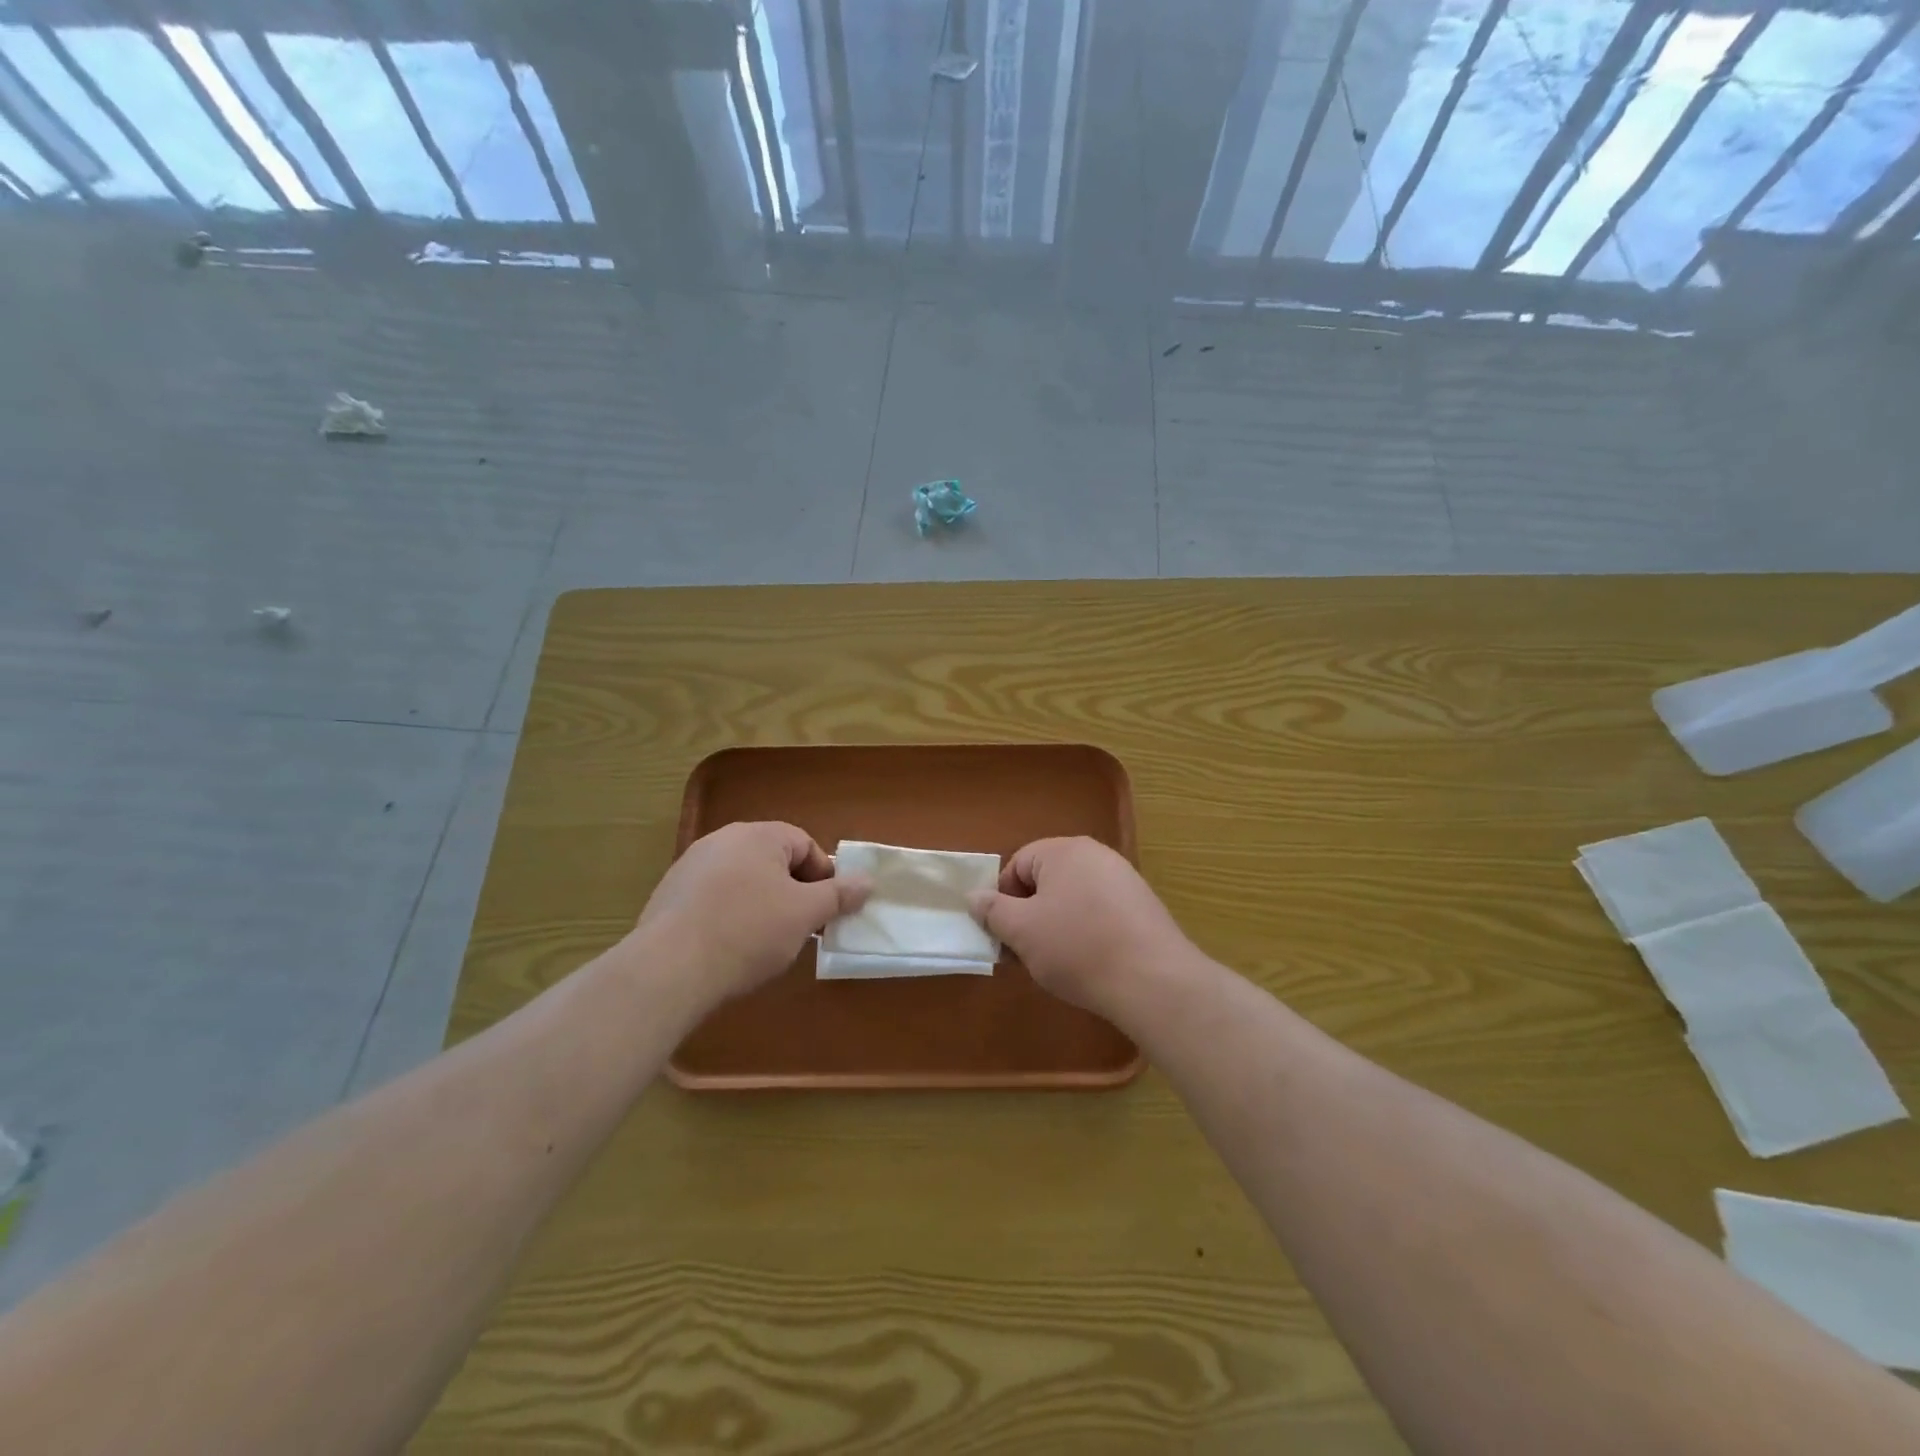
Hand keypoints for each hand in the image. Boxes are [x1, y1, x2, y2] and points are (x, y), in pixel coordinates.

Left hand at [636, 822, 868, 1005]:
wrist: (669, 969)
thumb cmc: (748, 932)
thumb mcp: (805, 914)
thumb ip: (839, 894)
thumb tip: (867, 880)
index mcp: (758, 835)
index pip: (804, 844)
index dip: (823, 877)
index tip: (826, 911)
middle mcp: (722, 840)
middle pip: (772, 860)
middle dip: (793, 892)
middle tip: (801, 928)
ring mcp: (690, 866)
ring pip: (742, 880)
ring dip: (761, 905)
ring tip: (765, 943)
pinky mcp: (668, 895)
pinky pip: (713, 898)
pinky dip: (729, 916)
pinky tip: (729, 948)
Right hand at [970, 837, 1192, 1012]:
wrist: (1153, 980)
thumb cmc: (1077, 947)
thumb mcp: (1022, 931)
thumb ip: (993, 910)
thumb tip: (974, 896)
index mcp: (1064, 850)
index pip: (1018, 864)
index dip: (1003, 899)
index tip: (1004, 935)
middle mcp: (1096, 855)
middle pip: (1046, 880)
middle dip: (1029, 915)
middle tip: (1025, 952)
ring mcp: (1124, 880)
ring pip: (1073, 899)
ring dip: (1056, 926)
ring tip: (1057, 963)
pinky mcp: (1143, 907)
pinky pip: (1100, 912)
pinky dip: (1087, 933)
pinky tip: (1090, 963)